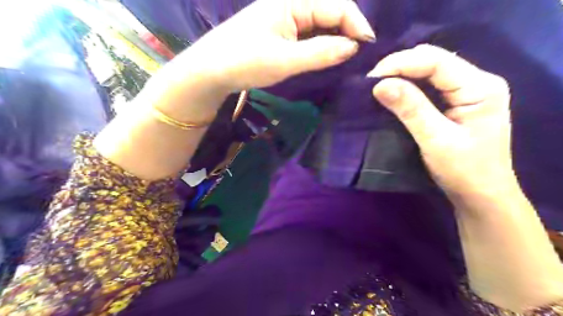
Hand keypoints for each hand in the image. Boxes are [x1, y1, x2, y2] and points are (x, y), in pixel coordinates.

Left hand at [170, 0, 372, 91]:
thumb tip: (353, 47)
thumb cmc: (244, 62)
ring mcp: (286, 17)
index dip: (357, 25)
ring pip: (321, 24)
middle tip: (360, 56)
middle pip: (331, 11)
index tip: (368, 48)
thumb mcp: (285, 60)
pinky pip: (309, 34)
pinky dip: (321, 45)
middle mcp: (291, 3)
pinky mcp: (281, 31)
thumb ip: (321, 52)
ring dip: (336, 39)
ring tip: (348, 58)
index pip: (337, 5)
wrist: (212, 70)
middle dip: (348, 31)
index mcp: (292, 0)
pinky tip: (328, 56)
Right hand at [373, 46, 515, 205]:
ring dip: (402, 75)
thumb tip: (379, 85)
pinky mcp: (457, 102)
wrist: (481, 195)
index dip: (402, 63)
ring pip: (430, 71)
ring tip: (378, 85)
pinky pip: (429, 85)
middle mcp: (477, 82)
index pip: (437, 61)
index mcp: (480, 87)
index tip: (371, 77)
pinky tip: (394, 92)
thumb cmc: (464, 171)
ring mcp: (467, 91)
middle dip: (400, 67)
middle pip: (434, 60)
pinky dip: (409, 86)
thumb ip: (410, 109)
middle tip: (372, 82)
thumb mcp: (436, 140)